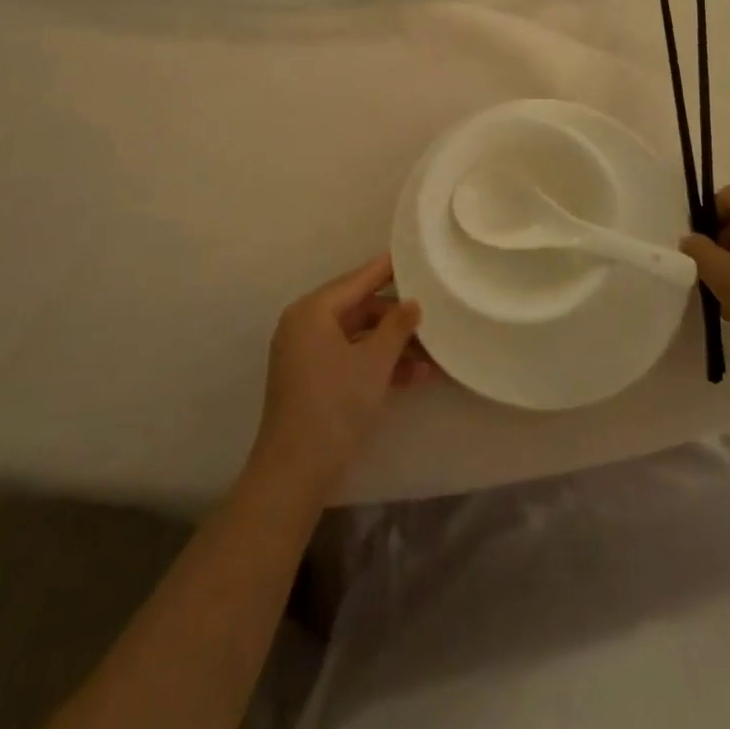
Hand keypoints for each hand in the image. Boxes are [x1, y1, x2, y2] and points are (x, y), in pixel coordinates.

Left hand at [252, 255, 434, 497]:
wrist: (295, 473)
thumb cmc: (334, 405)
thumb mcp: (374, 362)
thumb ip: (397, 326)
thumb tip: (413, 302)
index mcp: (312, 311)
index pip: (358, 279)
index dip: (388, 269)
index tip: (415, 255)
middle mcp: (305, 325)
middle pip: (360, 309)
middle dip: (398, 319)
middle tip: (434, 317)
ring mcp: (307, 354)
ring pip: (359, 337)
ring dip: (394, 346)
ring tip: (434, 356)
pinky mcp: (313, 380)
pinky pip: (351, 358)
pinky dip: (378, 364)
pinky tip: (415, 376)